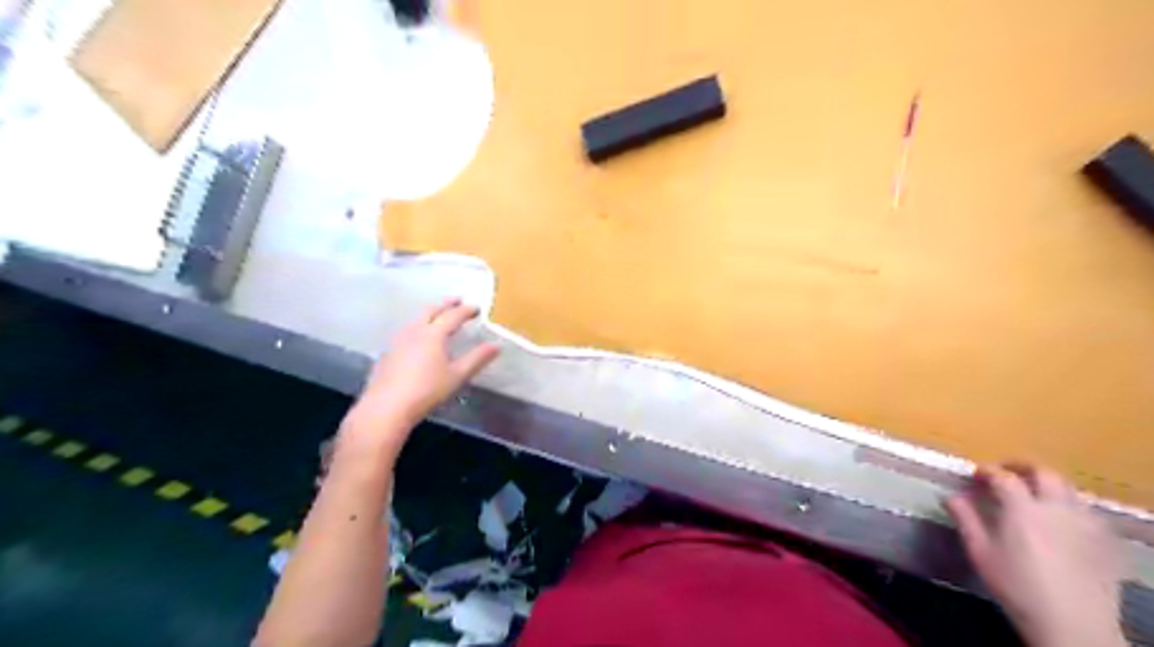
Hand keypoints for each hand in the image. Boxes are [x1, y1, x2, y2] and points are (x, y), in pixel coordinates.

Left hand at [344, 300, 502, 451]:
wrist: (387, 407)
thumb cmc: (427, 390)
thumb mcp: (457, 376)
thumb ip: (477, 359)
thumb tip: (496, 345)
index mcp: (433, 334)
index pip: (452, 316)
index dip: (466, 310)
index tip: (477, 308)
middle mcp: (415, 331)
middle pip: (431, 310)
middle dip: (446, 304)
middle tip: (457, 300)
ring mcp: (398, 340)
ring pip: (416, 319)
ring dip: (430, 313)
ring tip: (439, 316)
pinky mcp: (388, 352)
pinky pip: (407, 331)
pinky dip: (418, 326)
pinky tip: (419, 338)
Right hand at [945, 462, 1128, 646]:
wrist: (1072, 623)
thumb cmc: (1016, 585)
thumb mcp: (981, 552)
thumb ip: (965, 519)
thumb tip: (951, 496)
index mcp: (1022, 509)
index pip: (1003, 477)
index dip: (987, 471)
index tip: (975, 474)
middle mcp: (1056, 508)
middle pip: (1044, 473)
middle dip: (1023, 467)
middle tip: (1006, 472)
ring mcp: (1084, 523)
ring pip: (1069, 489)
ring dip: (1048, 484)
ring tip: (1033, 494)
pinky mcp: (1104, 541)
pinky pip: (1086, 511)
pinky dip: (1069, 504)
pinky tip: (1061, 518)